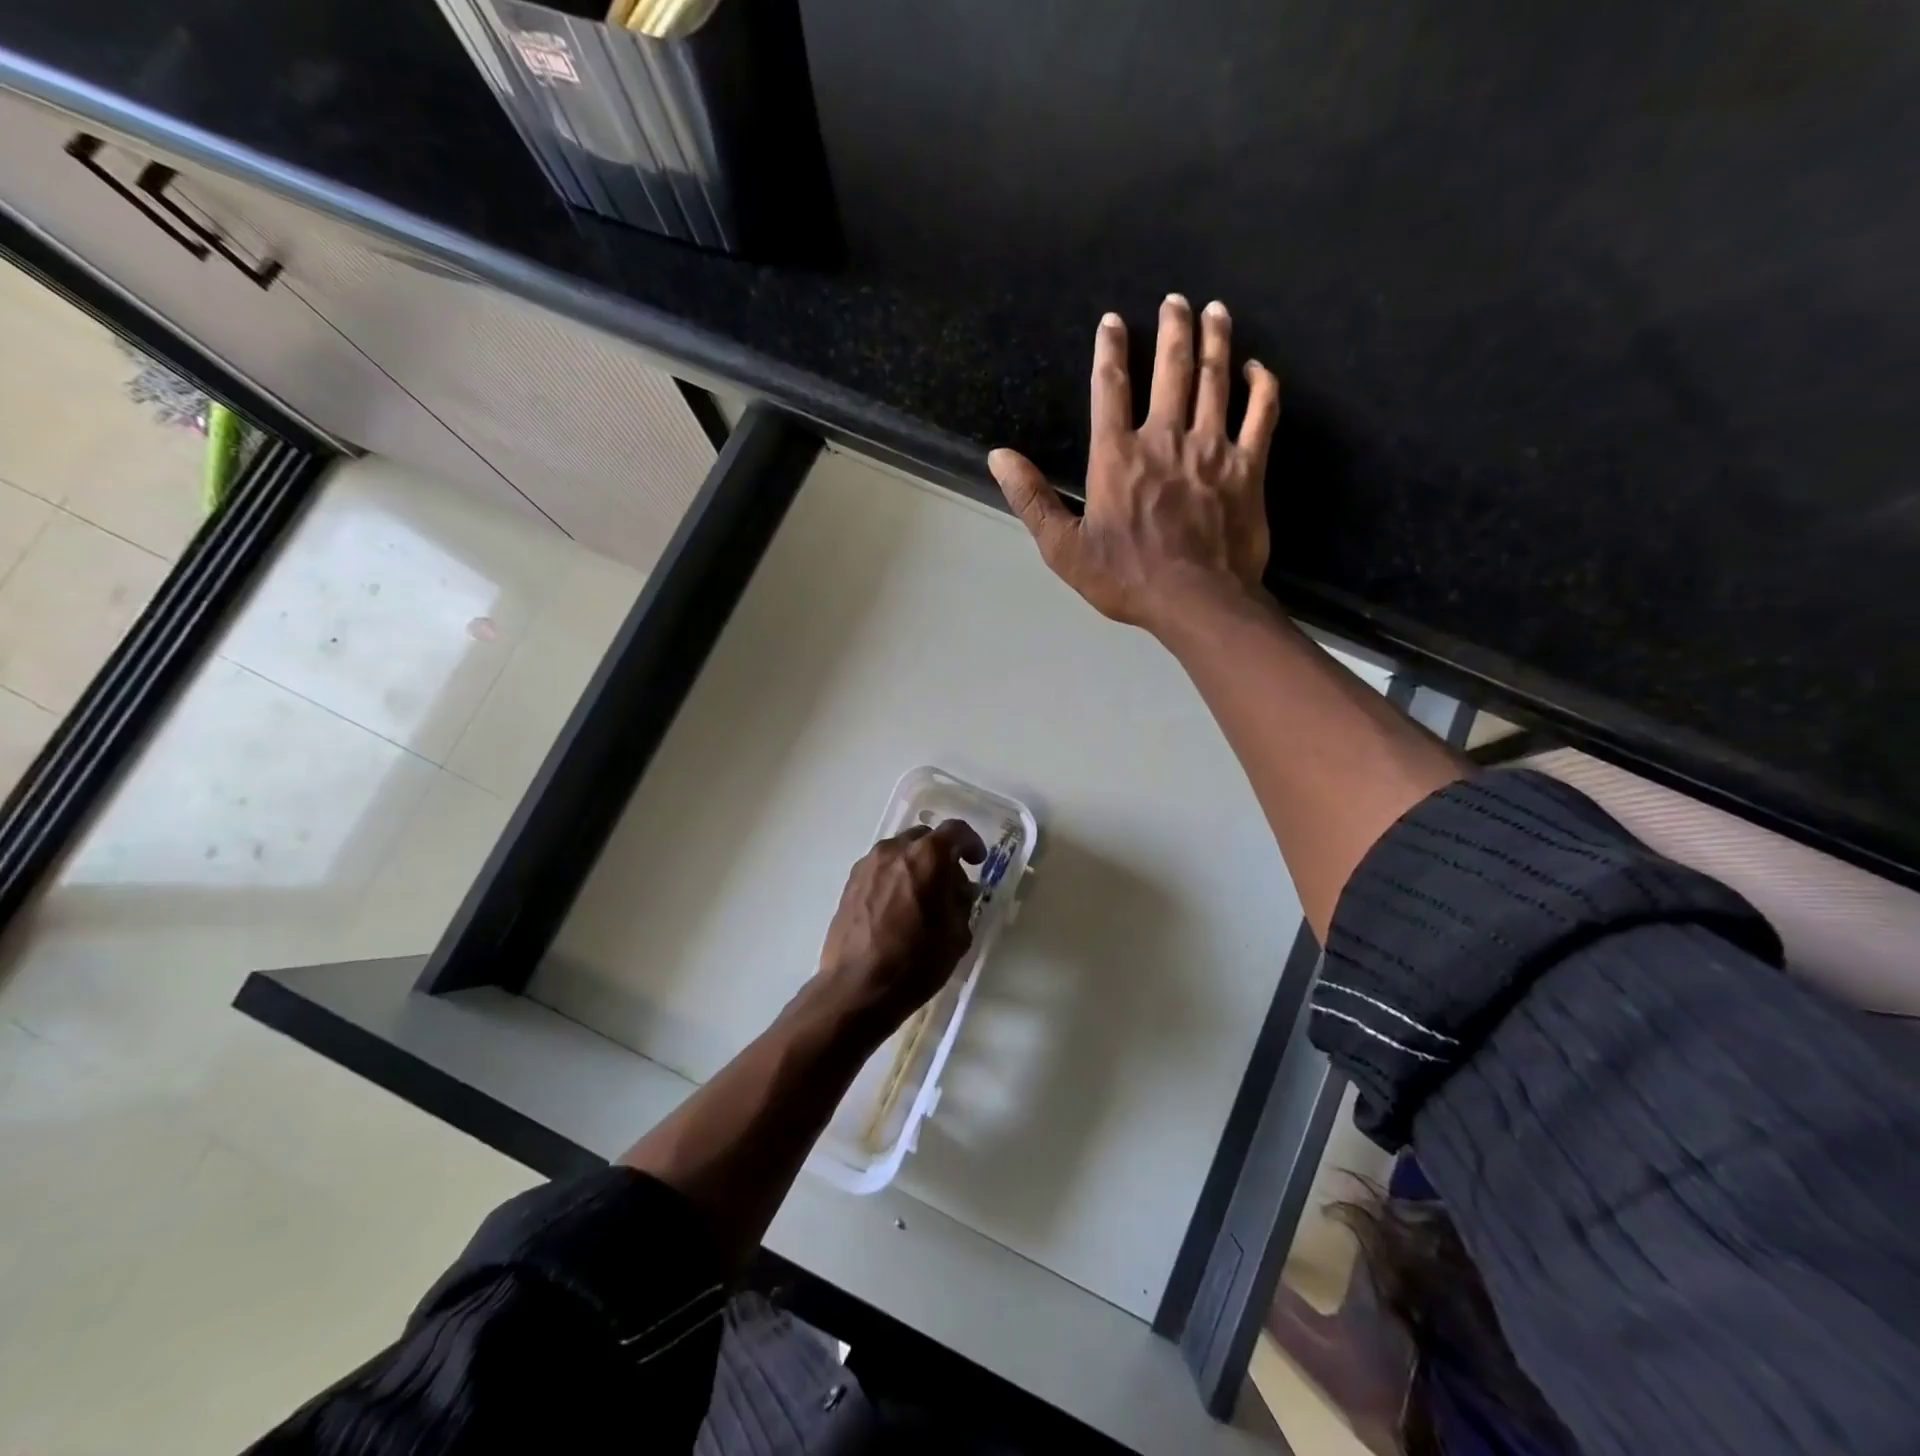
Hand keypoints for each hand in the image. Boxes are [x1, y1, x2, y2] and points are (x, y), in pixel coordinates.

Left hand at [814, 819, 986, 1030]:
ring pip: (900, 851)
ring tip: (922, 896)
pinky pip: (881, 868)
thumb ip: (962, 902)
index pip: (956, 831)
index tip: (977, 861)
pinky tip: (898, 906)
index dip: (971, 843)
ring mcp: (868, 864)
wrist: (857, 987)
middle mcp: (895, 849)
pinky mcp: (850, 882)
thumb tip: (960, 889)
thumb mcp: (957, 934)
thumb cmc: (916, 961)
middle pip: (925, 838)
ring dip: (916, 865)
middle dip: (942, 854)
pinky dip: (894, 876)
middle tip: (950, 884)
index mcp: (927, 856)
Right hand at [988, 296, 1280, 634]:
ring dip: (1216, 340)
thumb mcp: (1064, 548)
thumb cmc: (1125, 578)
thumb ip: (1032, 499)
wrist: (1195, 600)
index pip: (1109, 388)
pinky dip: (1262, 387)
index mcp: (1117, 456)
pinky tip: (1258, 369)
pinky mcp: (1248, 467)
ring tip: (1215, 310)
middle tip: (1175, 299)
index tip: (1113, 321)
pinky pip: (1262, 414)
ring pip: (1216, 380)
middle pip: (1171, 369)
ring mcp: (1212, 449)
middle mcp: (1165, 439)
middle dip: (1172, 329)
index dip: (1109, 350)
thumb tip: (999, 457)